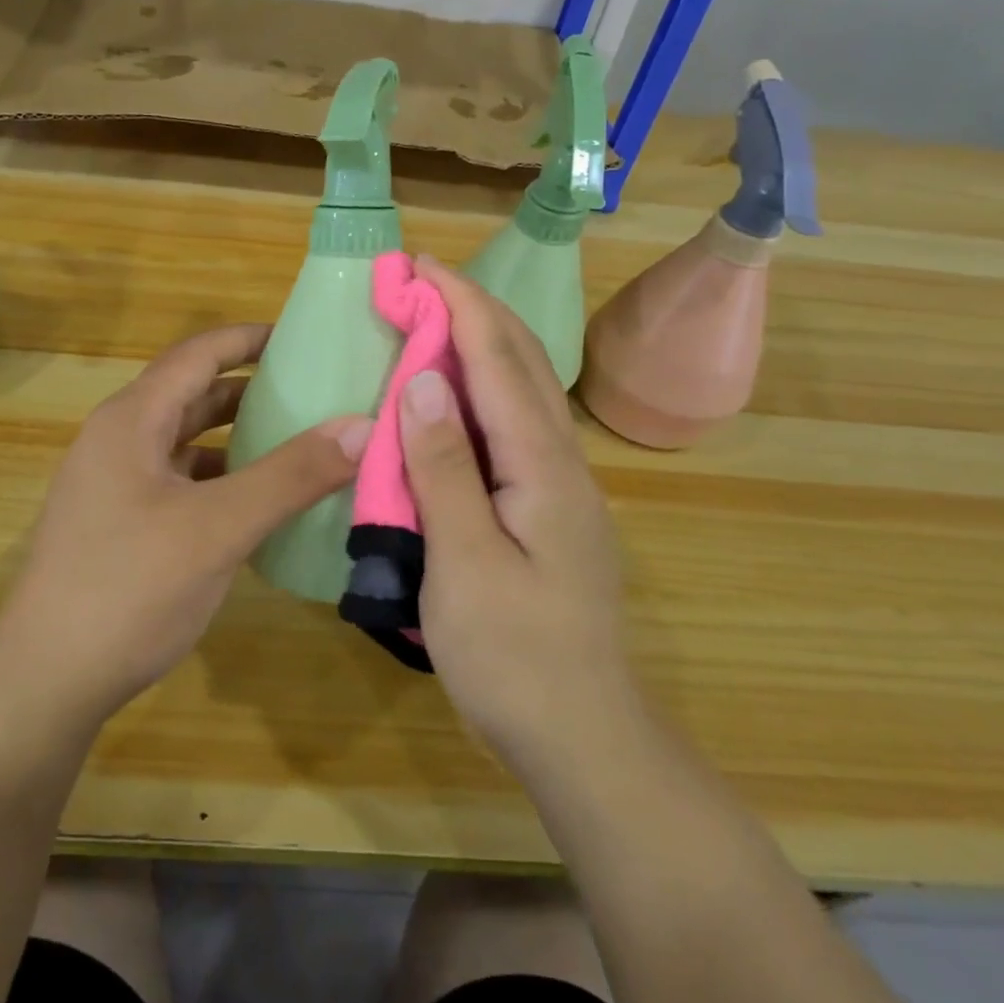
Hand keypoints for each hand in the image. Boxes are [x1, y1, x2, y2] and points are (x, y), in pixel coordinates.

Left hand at [0, 323, 371, 731]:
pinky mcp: (119, 525)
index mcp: (132, 420)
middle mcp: (118, 440)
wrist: (43, 685)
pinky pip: (179, 481)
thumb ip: (291, 475)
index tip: (304, 339)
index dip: (249, 339)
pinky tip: (257, 503)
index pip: (198, 354)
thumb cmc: (128, 589)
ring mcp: (114, 485)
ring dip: (237, 437)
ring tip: (297, 442)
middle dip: (251, 389)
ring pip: (186, 441)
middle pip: (192, 394)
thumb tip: (361, 425)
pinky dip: (219, 479)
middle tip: (314, 392)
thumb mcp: (219, 528)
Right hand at [399, 259, 639, 780]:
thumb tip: (423, 381)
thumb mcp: (465, 564)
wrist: (584, 737)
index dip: (460, 304)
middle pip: (520, 362)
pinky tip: (454, 396)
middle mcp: (561, 461)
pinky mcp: (548, 507)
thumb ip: (444, 470)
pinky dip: (481, 389)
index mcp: (543, 466)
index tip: (420, 265)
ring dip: (479, 342)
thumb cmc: (515, 657)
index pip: (497, 361)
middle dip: (473, 309)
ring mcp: (561, 484)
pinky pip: (513, 424)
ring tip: (433, 319)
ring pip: (522, 390)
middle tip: (420, 280)